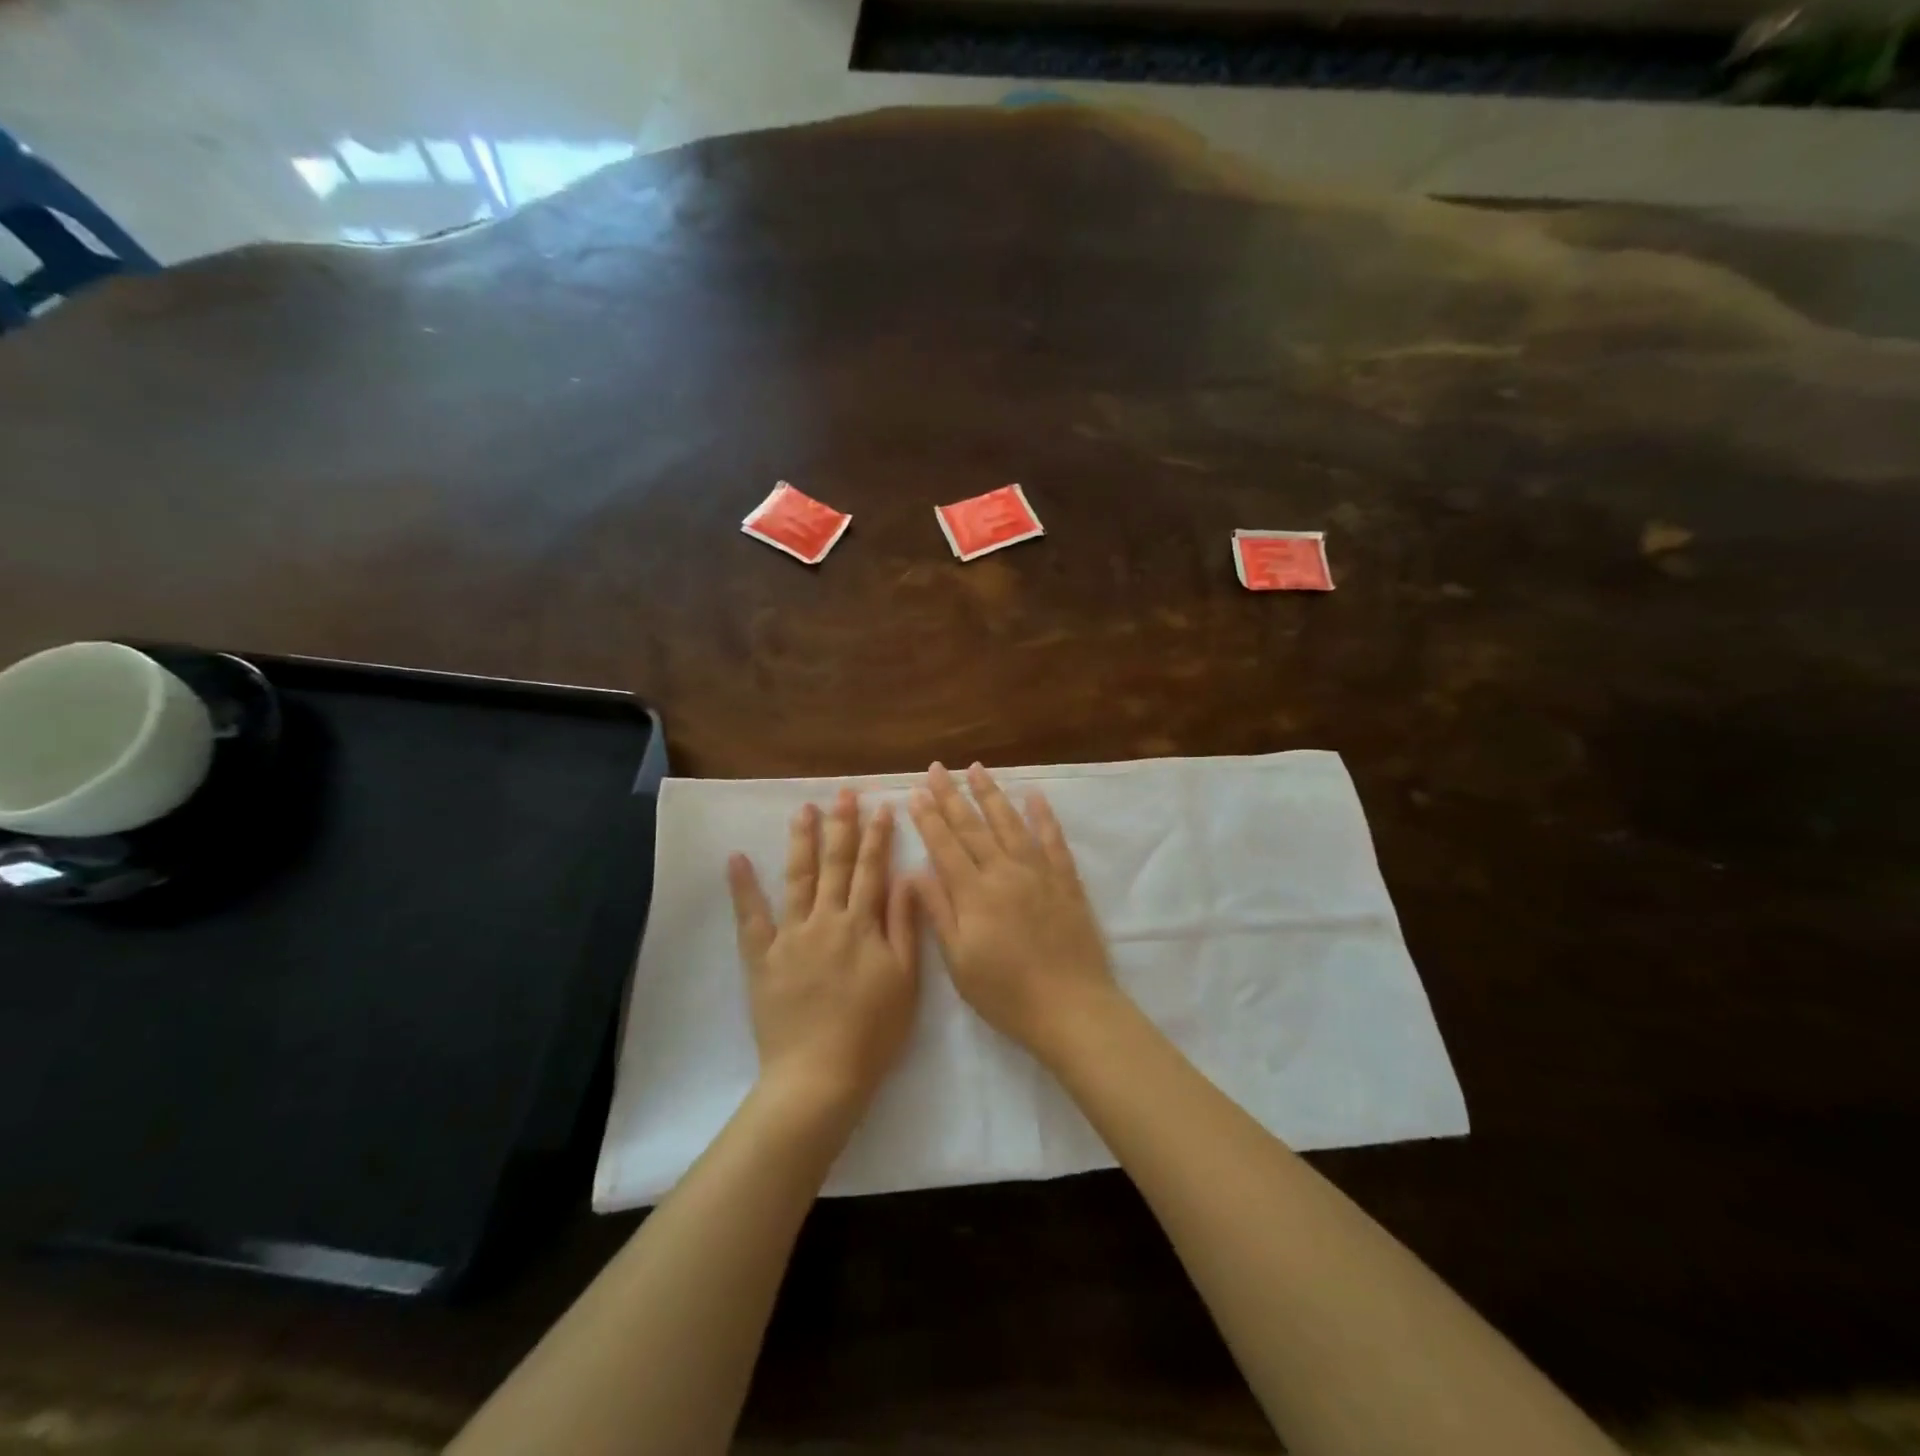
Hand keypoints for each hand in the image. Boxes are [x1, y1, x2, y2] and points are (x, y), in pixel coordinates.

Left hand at [727, 789, 919, 1109]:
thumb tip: (907, 876)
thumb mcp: (905, 978)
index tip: (881, 806)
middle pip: (835, 864)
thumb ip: (903, 925)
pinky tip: (736, 858)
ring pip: (798, 877)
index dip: (878, 837)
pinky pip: (750, 916)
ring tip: (804, 809)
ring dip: (802, 841)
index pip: (872, 870)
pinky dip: (743, 886)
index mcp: (862, 924)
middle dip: (841, 825)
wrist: (820, 1074)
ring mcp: (790, 935)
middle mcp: (826, 919)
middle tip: (843, 793)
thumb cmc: (872, 1031)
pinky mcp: (762, 956)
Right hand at [908, 762, 1118, 1061]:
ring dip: (991, 794)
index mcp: (974, 893)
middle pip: (973, 827)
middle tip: (937, 768)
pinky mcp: (1065, 881)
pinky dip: (1043, 816)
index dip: (929, 817)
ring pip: (1010, 824)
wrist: (1071, 1007)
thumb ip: (939, 913)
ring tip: (977, 768)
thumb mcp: (960, 962)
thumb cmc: (1006, 993)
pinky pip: (1053, 840)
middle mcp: (1004, 872)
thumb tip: (915, 872)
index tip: (916, 792)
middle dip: (952, 795)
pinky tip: (1034, 796)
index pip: (945, 845)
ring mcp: (1038, 873)